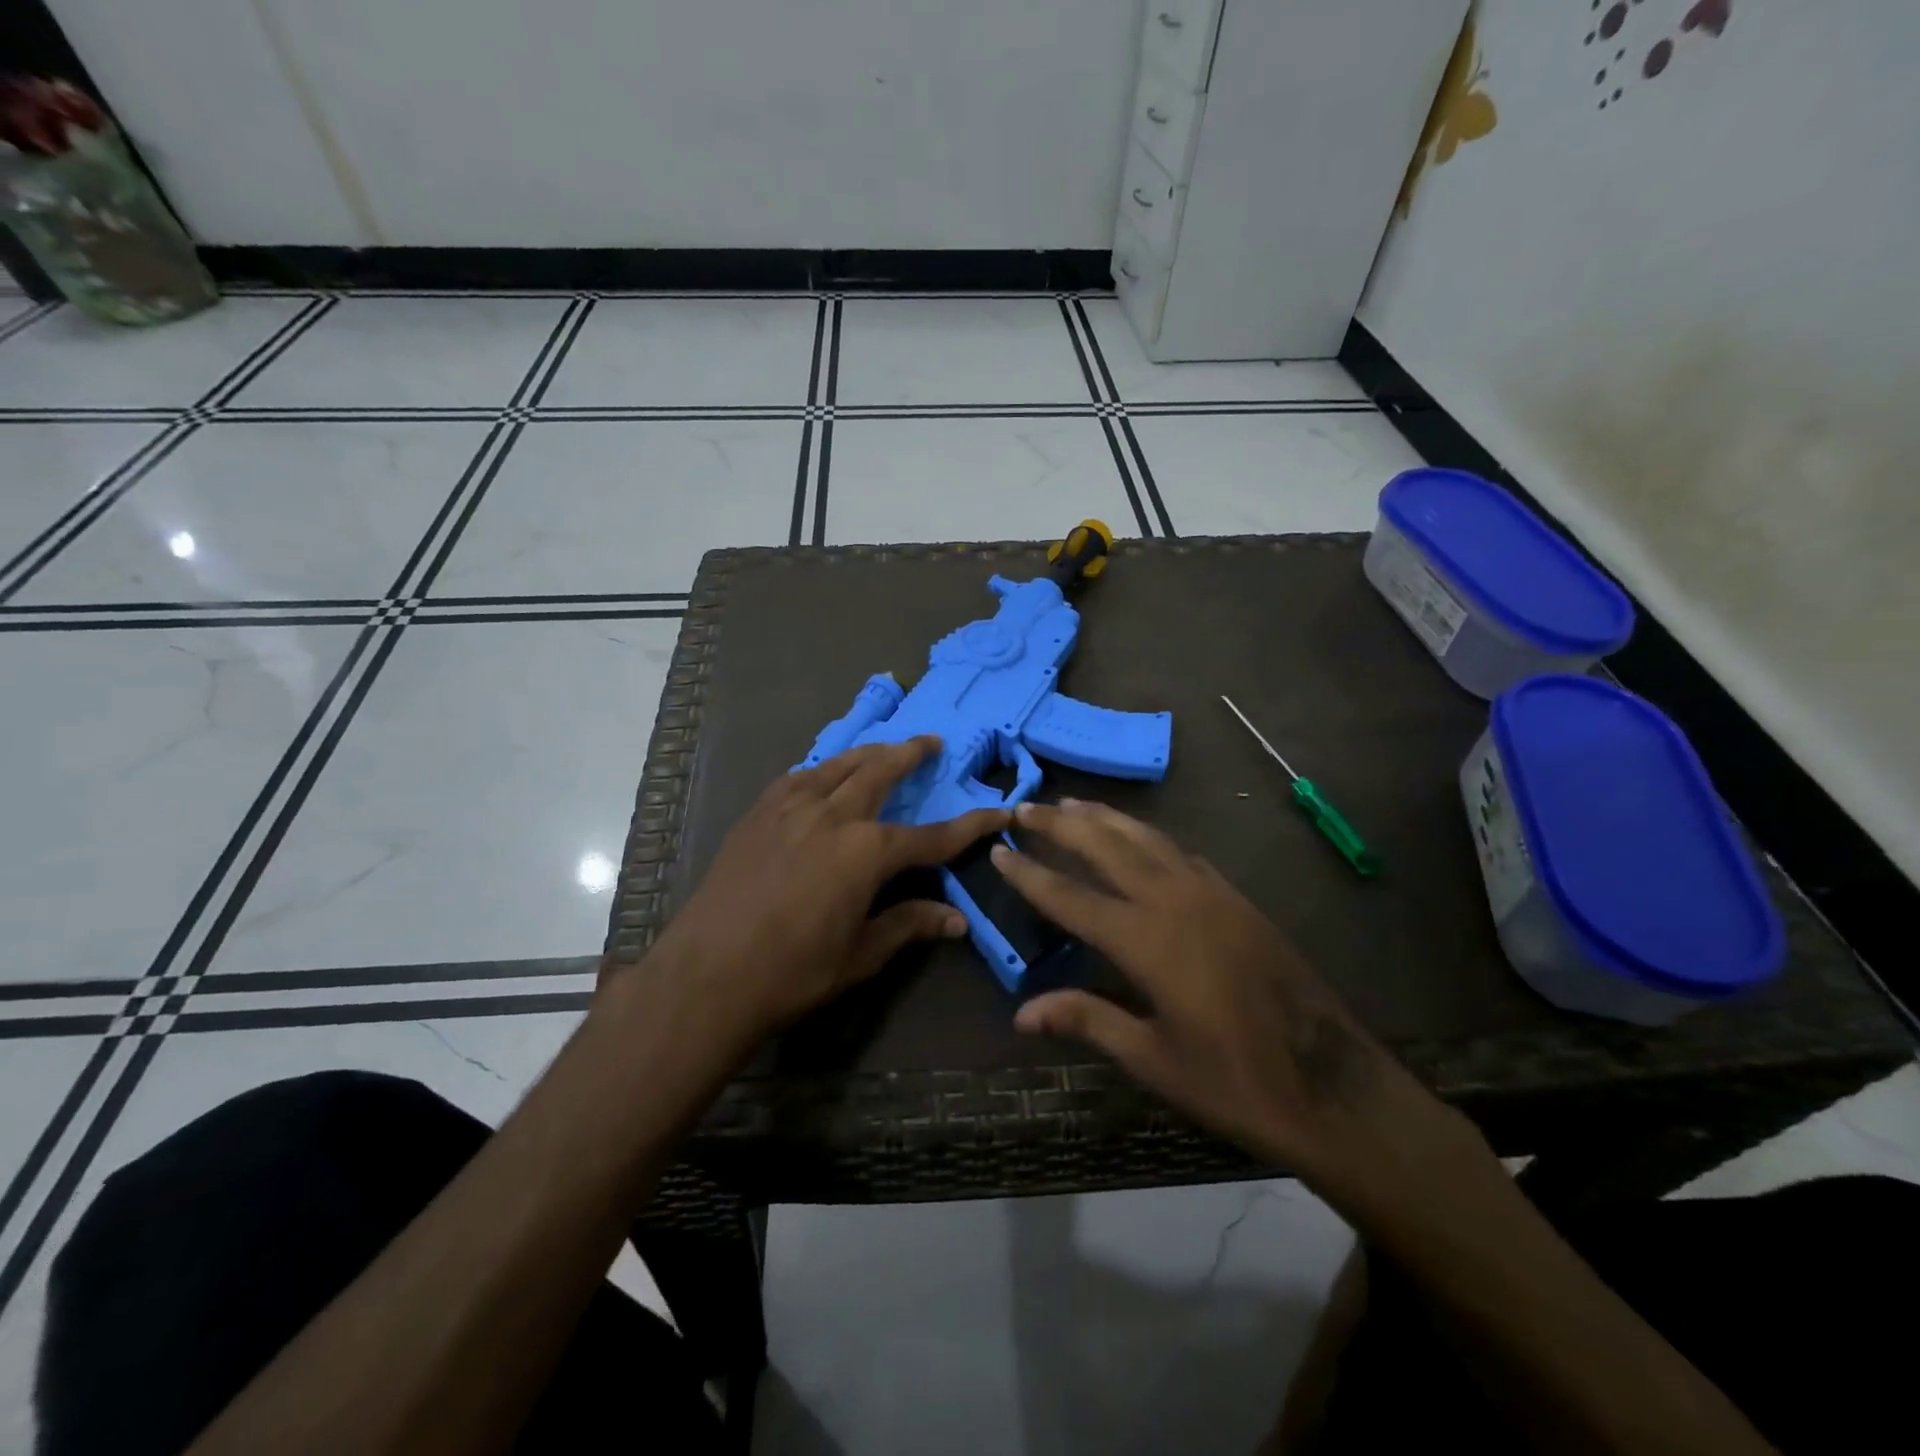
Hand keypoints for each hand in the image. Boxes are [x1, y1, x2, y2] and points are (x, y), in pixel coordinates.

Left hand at [630, 737, 1007, 1046]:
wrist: (706, 975)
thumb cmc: (792, 973)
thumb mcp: (860, 955)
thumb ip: (909, 925)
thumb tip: (958, 920)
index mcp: (866, 852)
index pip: (932, 837)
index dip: (970, 826)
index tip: (999, 811)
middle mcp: (833, 816)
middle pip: (880, 773)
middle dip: (910, 754)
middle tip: (930, 742)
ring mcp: (790, 808)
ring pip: (837, 765)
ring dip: (867, 752)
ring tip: (883, 747)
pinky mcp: (757, 814)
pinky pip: (797, 778)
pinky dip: (820, 769)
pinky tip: (821, 774)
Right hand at [995, 800, 1473, 1204]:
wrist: (1333, 1084)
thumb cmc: (1236, 1081)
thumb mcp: (1153, 1059)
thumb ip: (1087, 1020)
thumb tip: (1021, 1013)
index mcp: (1147, 941)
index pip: (1070, 897)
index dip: (1030, 874)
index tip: (998, 850)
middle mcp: (1174, 901)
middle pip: (1106, 847)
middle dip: (1061, 825)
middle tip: (1025, 807)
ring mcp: (1210, 894)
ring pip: (1146, 838)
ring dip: (1104, 818)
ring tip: (1071, 803)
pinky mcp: (1236, 898)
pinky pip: (1179, 852)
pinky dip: (1147, 836)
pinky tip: (1137, 836)